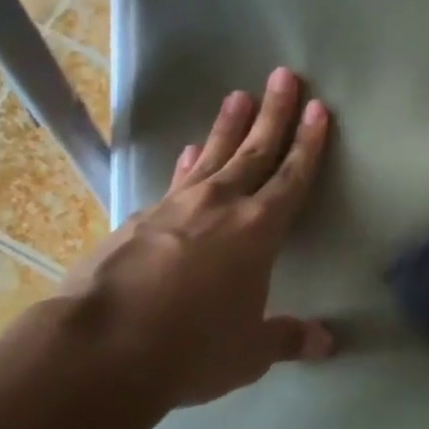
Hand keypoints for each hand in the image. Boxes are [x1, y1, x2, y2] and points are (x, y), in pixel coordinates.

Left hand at [58, 68, 332, 408]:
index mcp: (259, 230)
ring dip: (229, 125)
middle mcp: (222, 205)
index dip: (309, 143)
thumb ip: (287, 338)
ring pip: (214, 154)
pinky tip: (191, 150)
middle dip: (275, 112)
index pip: (292, 176)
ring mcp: (177, 206)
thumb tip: (327, 344)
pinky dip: (189, 161)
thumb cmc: (190, 348)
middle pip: (256, 149)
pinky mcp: (140, 217)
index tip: (318, 108)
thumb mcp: (248, 352)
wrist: (100, 349)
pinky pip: (177, 180)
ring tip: (238, 95)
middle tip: (285, 76)